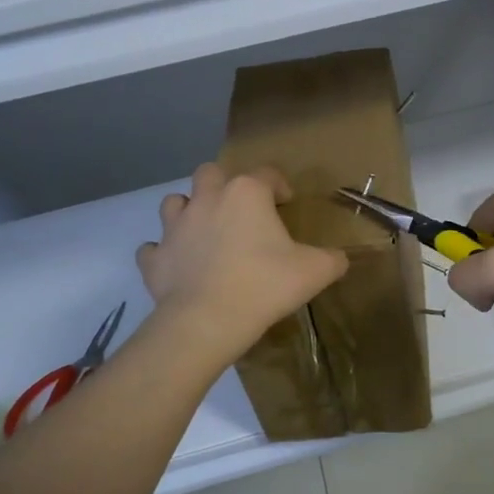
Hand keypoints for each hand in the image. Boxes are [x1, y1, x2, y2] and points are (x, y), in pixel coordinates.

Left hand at [137, 163, 347, 361]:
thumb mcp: (315, 272)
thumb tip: (340, 258)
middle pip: (211, 173)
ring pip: (174, 202)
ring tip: (205, 231)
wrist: (207, 321)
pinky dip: (164, 253)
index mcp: (246, 194)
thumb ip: (332, 259)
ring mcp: (175, 227)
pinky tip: (177, 265)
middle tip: (240, 210)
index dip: (279, 186)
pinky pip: (153, 248)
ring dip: (189, 211)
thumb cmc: (265, 285)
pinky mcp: (154, 258)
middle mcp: (207, 199)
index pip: (267, 174)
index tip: (287, 203)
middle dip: (225, 184)